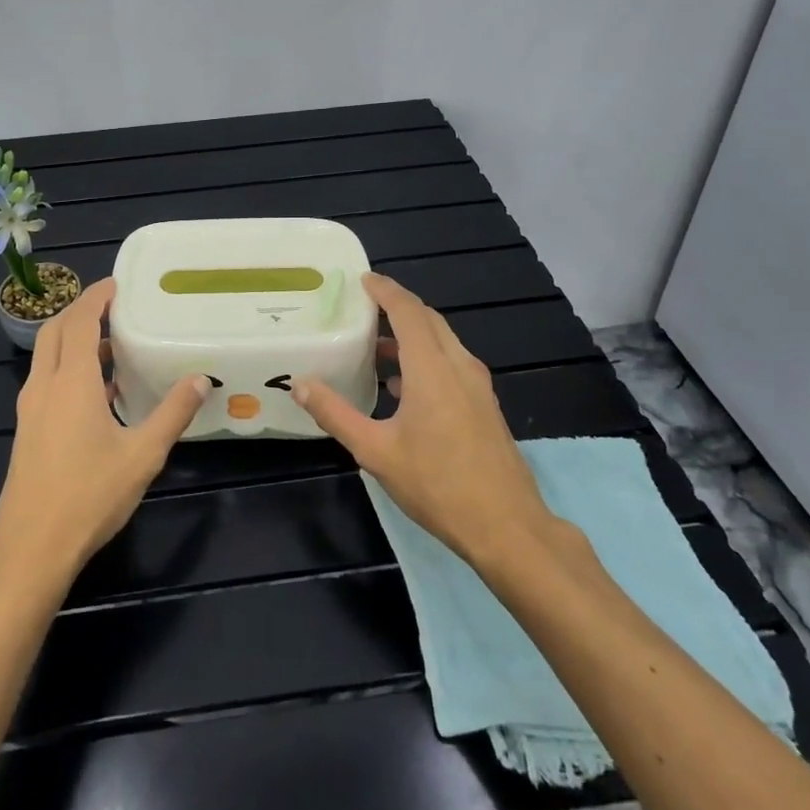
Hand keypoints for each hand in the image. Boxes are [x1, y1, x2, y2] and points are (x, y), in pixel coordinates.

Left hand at [0, 277, 210, 592]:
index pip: (78, 321)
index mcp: (70, 382)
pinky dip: (66, 366)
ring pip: (46, 355)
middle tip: (113, 307)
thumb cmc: (89, 497)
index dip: (95, 297)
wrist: (31, 548)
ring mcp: (30, 408)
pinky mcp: (26, 429)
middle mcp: (44, 385)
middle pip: (55, 330)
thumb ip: (172, 414)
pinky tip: (97, 392)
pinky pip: (45, 379)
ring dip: (73, 340)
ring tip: (110, 346)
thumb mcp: (142, 455)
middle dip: (80, 311)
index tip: (117, 284)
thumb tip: (199, 379)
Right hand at [290, 273, 559, 568]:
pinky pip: (452, 363)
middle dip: (397, 307)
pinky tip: (403, 387)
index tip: (362, 279)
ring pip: (442, 341)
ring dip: (411, 335)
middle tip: (363, 309)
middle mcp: (459, 365)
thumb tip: (301, 384)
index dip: (384, 290)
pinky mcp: (485, 405)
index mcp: (432, 368)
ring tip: (376, 347)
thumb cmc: (438, 485)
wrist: (508, 529)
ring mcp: (477, 386)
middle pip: (428, 320)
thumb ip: (336, 414)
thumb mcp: (375, 451)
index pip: (407, 310)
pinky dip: (426, 357)